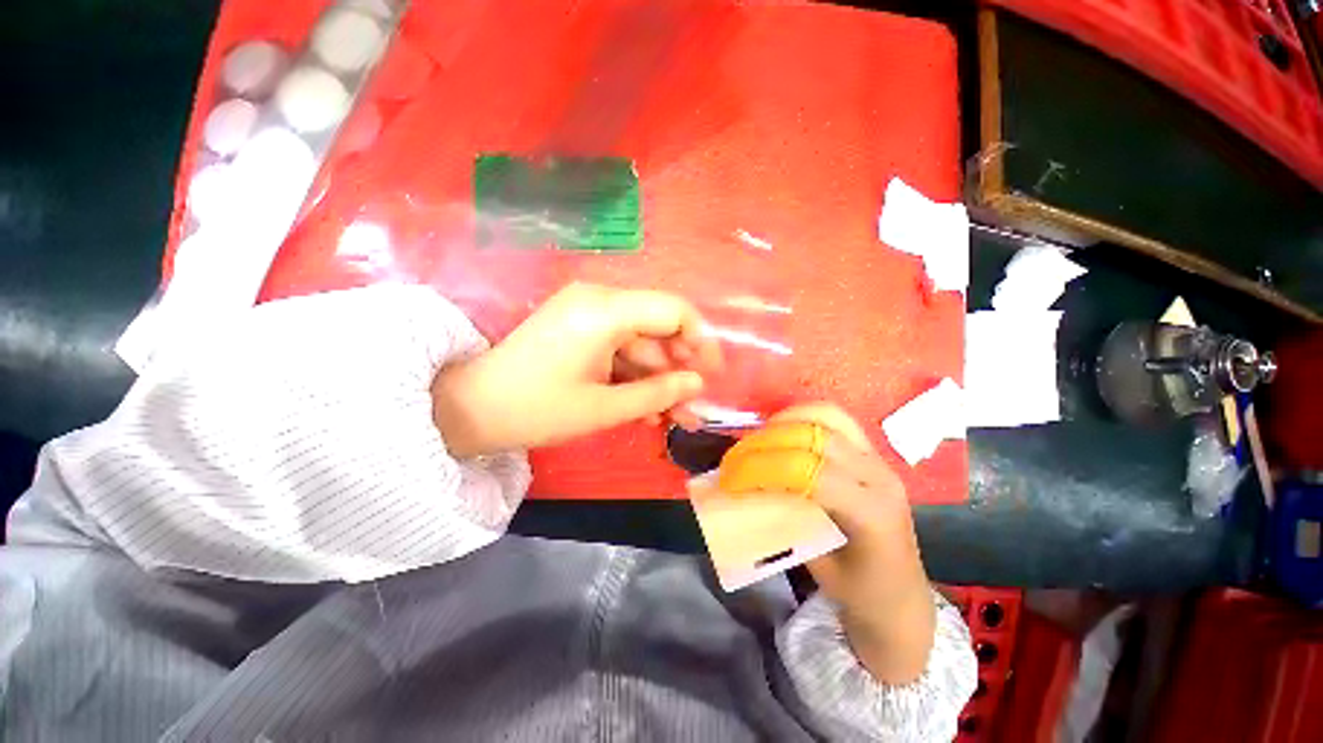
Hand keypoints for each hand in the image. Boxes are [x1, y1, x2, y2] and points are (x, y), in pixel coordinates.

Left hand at [431, 283, 722, 457]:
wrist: (471, 409)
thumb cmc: (537, 409)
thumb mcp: (604, 407)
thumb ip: (658, 392)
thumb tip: (697, 383)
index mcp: (605, 311)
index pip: (673, 310)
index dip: (700, 340)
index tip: (711, 374)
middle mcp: (599, 301)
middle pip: (658, 329)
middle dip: (678, 370)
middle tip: (692, 408)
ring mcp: (588, 314)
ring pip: (641, 344)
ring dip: (658, 380)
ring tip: (674, 419)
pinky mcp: (581, 330)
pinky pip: (620, 349)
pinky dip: (635, 376)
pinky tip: (646, 409)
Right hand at [762, 405, 935, 683]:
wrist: (904, 598)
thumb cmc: (860, 592)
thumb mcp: (815, 564)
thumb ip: (785, 520)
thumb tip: (744, 490)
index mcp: (871, 513)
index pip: (810, 473)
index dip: (763, 469)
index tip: (730, 479)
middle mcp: (879, 476)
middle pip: (814, 437)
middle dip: (766, 443)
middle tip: (736, 458)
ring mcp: (879, 459)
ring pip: (827, 417)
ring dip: (783, 422)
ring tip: (756, 439)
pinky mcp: (872, 452)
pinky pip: (834, 419)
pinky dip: (801, 418)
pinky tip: (781, 432)